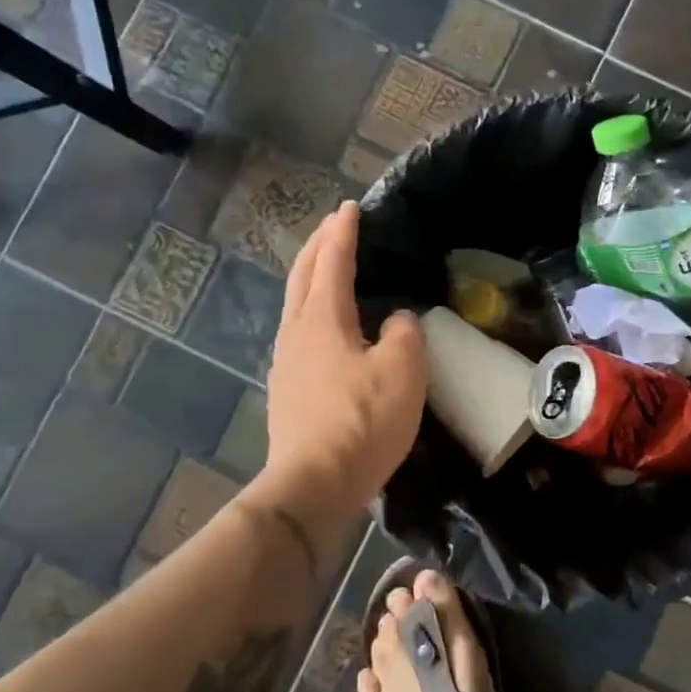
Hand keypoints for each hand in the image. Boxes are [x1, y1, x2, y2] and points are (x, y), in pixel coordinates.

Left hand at [260, 201, 425, 525]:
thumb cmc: (362, 421)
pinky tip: (327, 325)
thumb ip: (403, 334)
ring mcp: (287, 361)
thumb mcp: (401, 371)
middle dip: (318, 246)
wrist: (313, 484)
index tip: (350, 207)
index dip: (342, 232)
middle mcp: (297, 332)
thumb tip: (395, 322)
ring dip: (312, 277)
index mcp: (322, 319)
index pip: (332, 262)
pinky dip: (313, 308)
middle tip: (334, 226)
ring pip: (296, 303)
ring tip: (328, 268)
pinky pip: (300, 330)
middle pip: (303, 276)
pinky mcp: (288, 388)